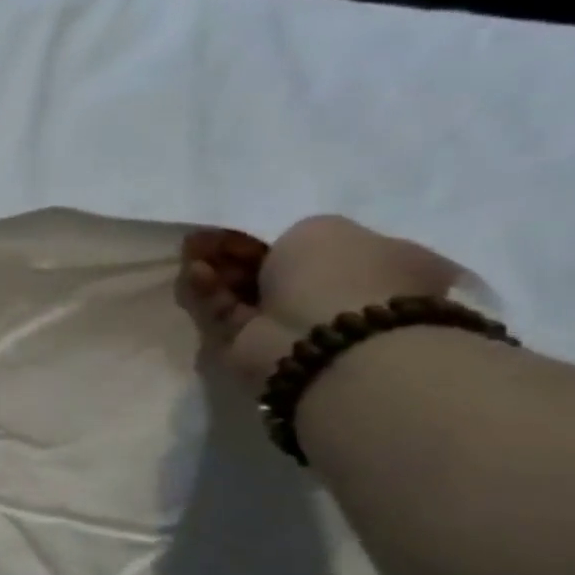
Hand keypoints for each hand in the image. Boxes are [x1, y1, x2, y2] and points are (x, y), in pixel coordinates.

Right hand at [180, 215, 460, 387]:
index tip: (246, 228)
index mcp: (383, 263)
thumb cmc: (339, 274)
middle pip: (279, 270)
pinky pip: (228, 313)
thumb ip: (297, 236)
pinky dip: (210, 292)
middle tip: (203, 240)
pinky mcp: (256, 346)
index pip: (326, 247)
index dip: (282, 237)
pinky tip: (194, 273)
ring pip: (249, 291)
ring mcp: (298, 325)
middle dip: (240, 254)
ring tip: (190, 251)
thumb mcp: (322, 228)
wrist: (322, 339)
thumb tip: (279, 254)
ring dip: (219, 270)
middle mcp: (343, 296)